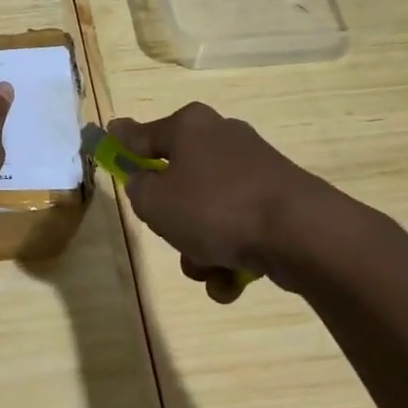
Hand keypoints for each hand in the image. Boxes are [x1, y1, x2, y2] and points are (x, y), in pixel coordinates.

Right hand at [108, 103, 361, 296]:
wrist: (301, 234)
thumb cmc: (215, 207)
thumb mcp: (155, 201)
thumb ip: (138, 187)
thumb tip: (144, 179)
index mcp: (189, 127)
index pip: (142, 134)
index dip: (121, 142)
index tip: (106, 138)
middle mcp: (222, 139)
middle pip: (179, 179)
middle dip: (172, 219)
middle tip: (170, 234)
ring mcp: (254, 170)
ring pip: (208, 212)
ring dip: (200, 247)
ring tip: (207, 270)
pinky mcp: (279, 200)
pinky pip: (239, 228)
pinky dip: (230, 256)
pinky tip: (232, 279)